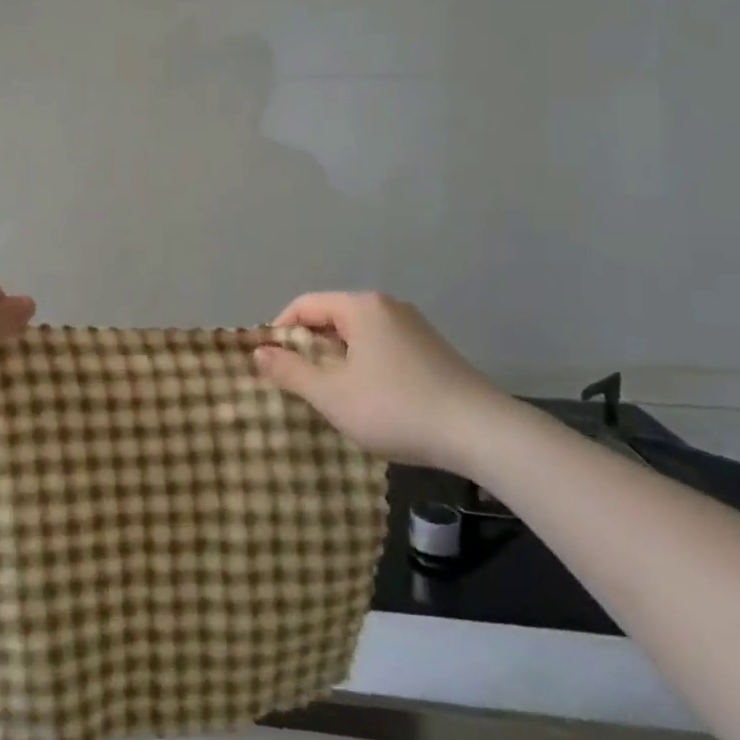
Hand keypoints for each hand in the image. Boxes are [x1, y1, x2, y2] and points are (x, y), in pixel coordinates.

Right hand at [254, 292, 509, 471]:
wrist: (482, 433)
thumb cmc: (396, 408)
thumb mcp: (332, 394)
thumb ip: (290, 371)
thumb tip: (258, 352)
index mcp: (361, 307)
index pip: (304, 305)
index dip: (279, 331)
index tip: (268, 365)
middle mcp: (387, 306)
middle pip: (331, 318)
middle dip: (308, 348)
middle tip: (295, 384)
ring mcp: (414, 327)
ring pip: (357, 336)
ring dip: (336, 361)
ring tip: (329, 396)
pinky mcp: (432, 350)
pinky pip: (381, 348)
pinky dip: (363, 366)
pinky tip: (368, 400)